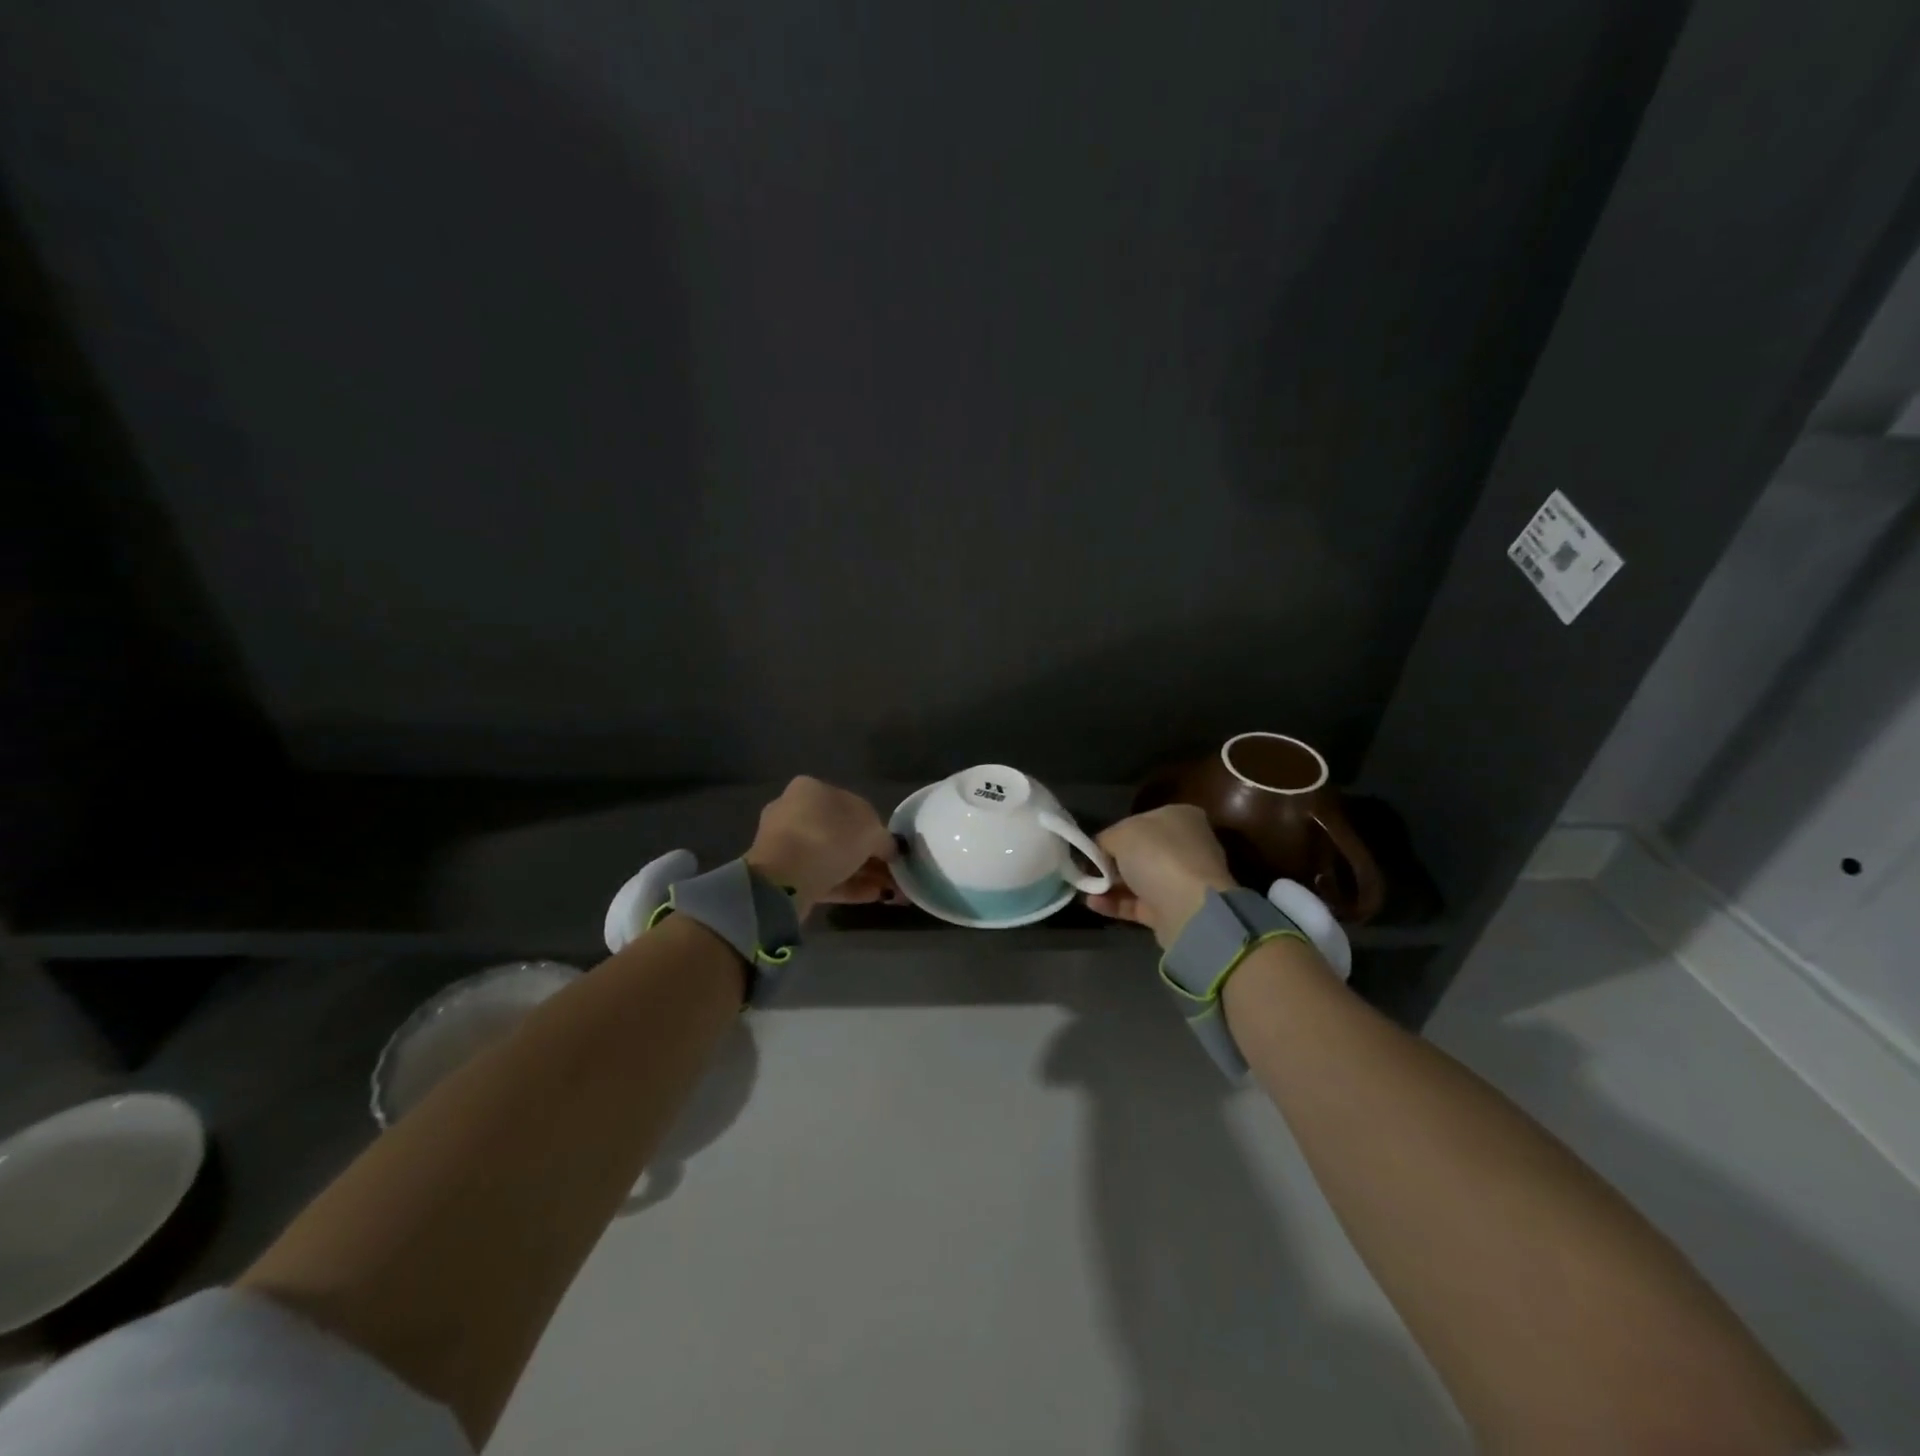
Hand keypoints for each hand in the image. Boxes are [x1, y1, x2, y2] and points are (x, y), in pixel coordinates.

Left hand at [745, 777, 896, 912]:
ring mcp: (786, 844)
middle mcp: (794, 810)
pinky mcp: (783, 875)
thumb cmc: (829, 838)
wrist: (784, 879)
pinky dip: (847, 885)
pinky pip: (822, 877)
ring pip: (832, 857)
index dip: (875, 827)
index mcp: (811, 789)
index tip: (891, 848)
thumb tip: (889, 849)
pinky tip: (872, 896)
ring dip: (862, 873)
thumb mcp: (871, 831)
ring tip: (888, 890)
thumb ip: (884, 838)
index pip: (851, 805)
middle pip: (841, 833)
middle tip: (892, 872)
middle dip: (869, 854)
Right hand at [1085, 805, 1238, 947]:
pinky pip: (1138, 903)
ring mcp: (1182, 880)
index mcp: (1180, 817)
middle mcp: (1186, 846)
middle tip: (1086, 867)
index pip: (1140, 821)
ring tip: (1084, 887)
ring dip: (1110, 884)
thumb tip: (1101, 849)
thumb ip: (1106, 839)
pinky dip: (1116, 903)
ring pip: (1138, 879)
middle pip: (1140, 852)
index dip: (1114, 832)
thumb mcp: (1121, 834)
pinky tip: (1093, 903)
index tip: (1093, 846)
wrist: (1189, 909)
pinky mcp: (1174, 910)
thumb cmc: (1158, 856)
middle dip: (1112, 861)